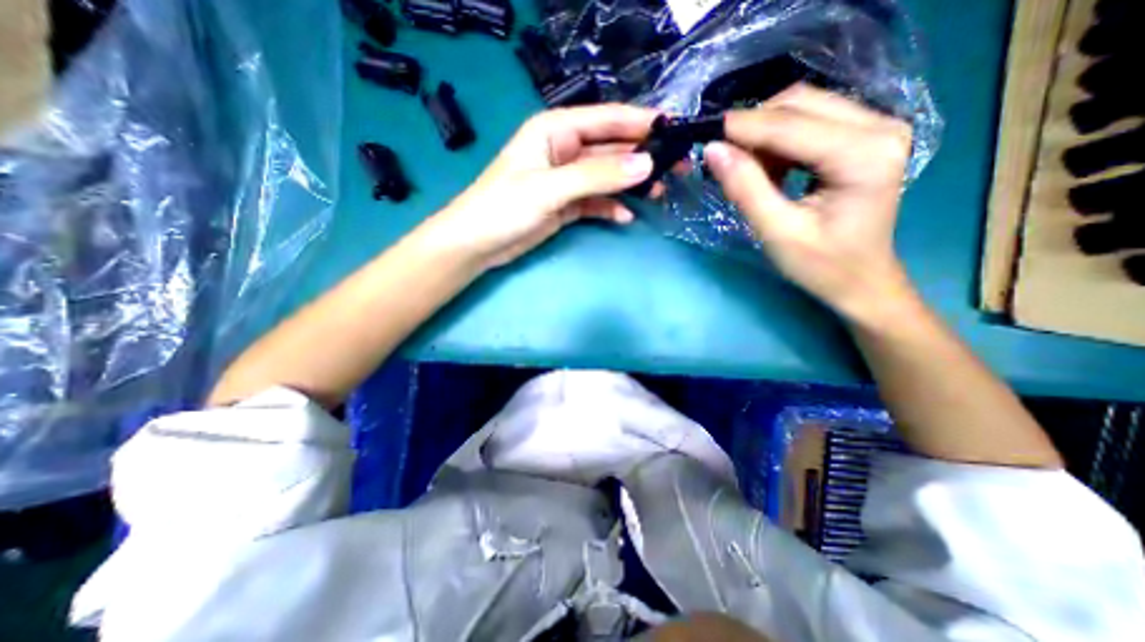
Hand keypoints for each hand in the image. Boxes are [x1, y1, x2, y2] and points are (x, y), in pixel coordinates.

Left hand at [426, 103, 657, 267]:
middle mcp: (564, 150)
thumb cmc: (504, 207)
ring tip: (657, 193)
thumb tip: (646, 165)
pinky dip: (611, 208)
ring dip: (630, 185)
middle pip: (611, 149)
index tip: (675, 130)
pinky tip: (625, 216)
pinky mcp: (567, 205)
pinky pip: (596, 202)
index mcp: (556, 130)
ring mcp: (567, 180)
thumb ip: (597, 176)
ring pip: (606, 177)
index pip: (606, 119)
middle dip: (642, 158)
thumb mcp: (551, 187)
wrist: (478, 244)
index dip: (641, 122)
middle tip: (676, 168)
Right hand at [704, 84, 917, 323]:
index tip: (703, 134)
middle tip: (722, 157)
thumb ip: (745, 188)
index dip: (742, 127)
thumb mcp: (776, 232)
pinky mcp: (864, 136)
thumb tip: (713, 150)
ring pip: (803, 108)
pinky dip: (778, 142)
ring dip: (764, 135)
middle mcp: (880, 126)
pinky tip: (769, 171)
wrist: (860, 280)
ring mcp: (876, 127)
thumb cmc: (821, 265)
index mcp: (863, 154)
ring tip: (747, 171)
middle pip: (800, 103)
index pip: (790, 125)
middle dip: (753, 127)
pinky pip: (810, 122)